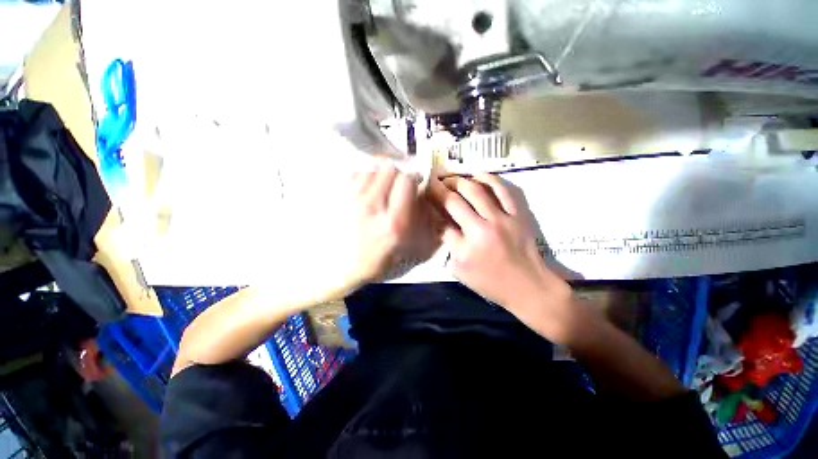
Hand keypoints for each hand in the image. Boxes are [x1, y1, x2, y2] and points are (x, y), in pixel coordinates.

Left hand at [347, 161, 441, 286]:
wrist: (346, 266)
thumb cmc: (381, 260)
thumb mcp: (411, 247)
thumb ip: (423, 220)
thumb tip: (423, 194)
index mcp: (393, 222)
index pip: (406, 181)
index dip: (414, 178)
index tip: (416, 182)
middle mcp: (372, 207)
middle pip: (388, 168)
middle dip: (398, 174)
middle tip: (398, 186)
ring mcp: (352, 201)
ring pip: (372, 168)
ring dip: (380, 175)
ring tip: (381, 189)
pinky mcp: (339, 199)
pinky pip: (355, 174)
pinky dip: (364, 178)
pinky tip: (366, 191)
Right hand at [429, 173, 574, 342]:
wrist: (529, 286)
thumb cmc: (491, 284)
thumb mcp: (461, 272)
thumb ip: (449, 246)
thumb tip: (442, 223)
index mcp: (465, 249)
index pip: (442, 223)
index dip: (433, 209)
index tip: (425, 199)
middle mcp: (481, 230)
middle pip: (454, 201)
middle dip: (439, 189)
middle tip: (433, 182)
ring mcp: (502, 219)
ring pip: (476, 190)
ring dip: (458, 181)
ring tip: (449, 178)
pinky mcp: (517, 214)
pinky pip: (502, 190)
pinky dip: (488, 179)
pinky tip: (476, 174)